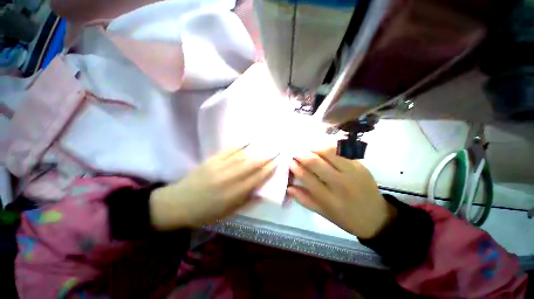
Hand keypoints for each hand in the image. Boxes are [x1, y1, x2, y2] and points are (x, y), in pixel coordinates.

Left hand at [150, 146, 275, 229]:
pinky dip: (240, 145)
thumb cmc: (205, 212)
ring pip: (242, 156)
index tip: (277, 163)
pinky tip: (248, 140)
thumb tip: (262, 192)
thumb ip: (247, 201)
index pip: (257, 178)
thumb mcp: (228, 213)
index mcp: (234, 193)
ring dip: (256, 150)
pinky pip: (228, 150)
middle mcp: (229, 178)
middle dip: (266, 156)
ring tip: (267, 144)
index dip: (268, 170)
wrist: (178, 203)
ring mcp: (220, 167)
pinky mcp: (211, 160)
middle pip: (252, 164)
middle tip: (276, 150)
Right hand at [288, 147, 396, 238]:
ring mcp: (352, 172)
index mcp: (329, 198)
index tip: (290, 162)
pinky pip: (341, 151)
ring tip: (309, 151)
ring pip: (329, 152)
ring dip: (315, 149)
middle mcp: (340, 183)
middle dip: (302, 155)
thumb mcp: (322, 213)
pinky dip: (329, 148)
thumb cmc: (346, 218)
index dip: (295, 167)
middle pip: (316, 162)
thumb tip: (288, 187)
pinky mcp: (360, 165)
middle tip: (296, 153)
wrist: (377, 218)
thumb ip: (304, 199)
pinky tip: (323, 151)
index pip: (307, 177)